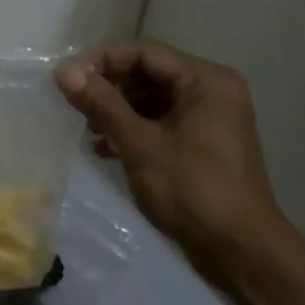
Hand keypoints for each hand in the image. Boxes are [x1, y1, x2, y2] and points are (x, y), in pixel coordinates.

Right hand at [54, 40, 290, 269]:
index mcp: (206, 80)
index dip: (103, 61)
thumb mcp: (140, 143)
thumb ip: (101, 103)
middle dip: (110, 88)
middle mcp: (212, 91)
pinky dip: (135, 131)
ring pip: (154, 100)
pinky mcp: (205, 145)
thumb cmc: (192, 188)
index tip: (68, 79)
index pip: (145, 53)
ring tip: (89, 131)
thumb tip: (63, 70)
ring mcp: (211, 119)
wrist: (240, 252)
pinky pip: (163, 123)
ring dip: (119, 111)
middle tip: (75, 106)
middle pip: (149, 74)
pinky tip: (106, 149)